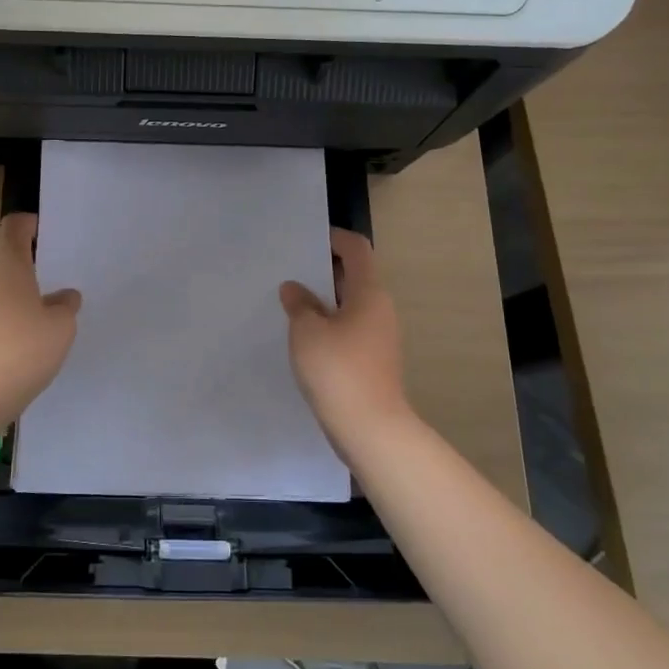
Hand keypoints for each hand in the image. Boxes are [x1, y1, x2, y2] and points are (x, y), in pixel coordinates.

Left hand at [0, 214, 81, 415]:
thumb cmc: (24, 346)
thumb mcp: (61, 324)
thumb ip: (66, 305)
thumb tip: (64, 297)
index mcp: (9, 264)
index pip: (15, 226)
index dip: (33, 223)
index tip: (55, 233)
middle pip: (12, 254)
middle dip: (38, 257)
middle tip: (68, 265)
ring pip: (10, 283)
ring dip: (33, 287)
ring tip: (63, 299)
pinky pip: (8, 308)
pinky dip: (26, 311)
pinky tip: (47, 329)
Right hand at [280, 227, 410, 446]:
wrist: (370, 429)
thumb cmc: (338, 370)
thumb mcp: (307, 332)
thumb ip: (299, 305)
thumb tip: (294, 289)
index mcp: (369, 293)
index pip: (357, 250)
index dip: (334, 238)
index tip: (307, 240)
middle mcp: (379, 310)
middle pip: (354, 277)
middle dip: (323, 271)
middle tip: (289, 271)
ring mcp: (379, 337)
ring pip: (350, 306)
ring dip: (323, 301)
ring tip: (289, 304)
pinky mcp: (373, 361)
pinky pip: (349, 330)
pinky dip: (328, 325)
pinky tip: (303, 338)